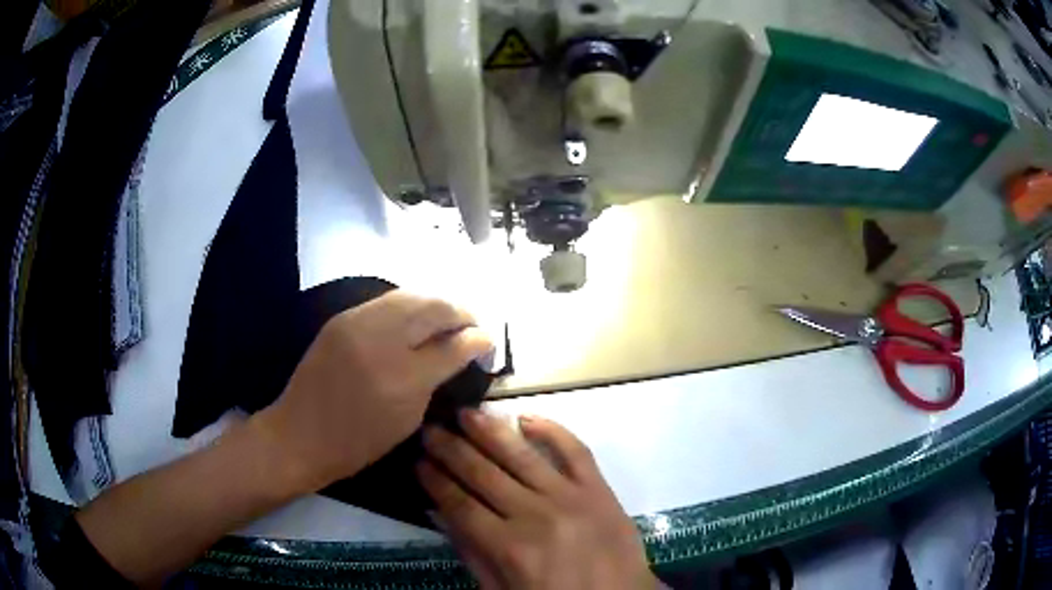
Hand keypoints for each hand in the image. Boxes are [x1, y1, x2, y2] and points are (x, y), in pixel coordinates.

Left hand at [254, 290, 492, 491]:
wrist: (300, 433)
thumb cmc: (358, 443)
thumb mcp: (408, 421)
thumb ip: (435, 381)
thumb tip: (459, 352)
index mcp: (403, 379)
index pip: (454, 345)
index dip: (479, 339)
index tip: (489, 340)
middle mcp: (382, 341)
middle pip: (435, 307)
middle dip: (463, 311)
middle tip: (474, 324)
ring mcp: (358, 323)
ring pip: (412, 295)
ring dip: (438, 302)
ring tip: (451, 315)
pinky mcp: (342, 318)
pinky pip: (387, 301)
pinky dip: (411, 304)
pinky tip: (419, 316)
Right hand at [418, 411, 657, 589]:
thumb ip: (472, 555)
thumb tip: (443, 514)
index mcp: (509, 546)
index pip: (460, 504)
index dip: (435, 481)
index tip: (417, 462)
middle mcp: (536, 514)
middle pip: (483, 473)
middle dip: (450, 449)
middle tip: (430, 429)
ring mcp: (571, 496)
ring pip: (522, 455)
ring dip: (490, 430)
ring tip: (466, 412)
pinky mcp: (599, 488)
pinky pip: (575, 450)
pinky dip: (552, 429)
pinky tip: (526, 417)